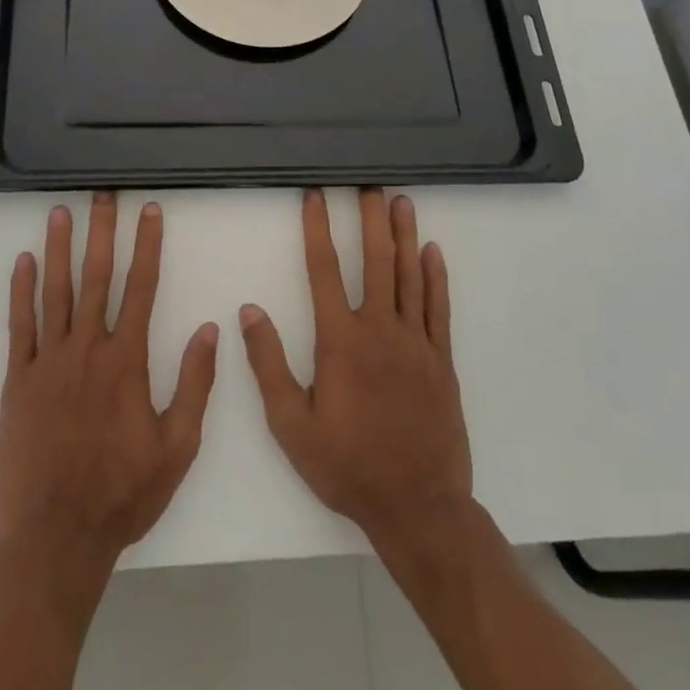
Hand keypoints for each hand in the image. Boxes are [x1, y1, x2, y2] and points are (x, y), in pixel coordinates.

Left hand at [0, 194, 219, 571]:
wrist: (57, 535)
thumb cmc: (124, 493)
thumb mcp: (178, 445)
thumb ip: (194, 383)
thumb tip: (211, 330)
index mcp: (127, 360)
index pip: (141, 287)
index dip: (148, 245)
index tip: (149, 211)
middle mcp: (87, 349)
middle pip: (97, 277)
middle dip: (103, 231)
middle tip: (103, 194)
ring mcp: (48, 361)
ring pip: (56, 291)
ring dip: (60, 248)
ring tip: (61, 212)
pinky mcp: (18, 379)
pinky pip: (20, 325)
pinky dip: (21, 291)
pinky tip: (24, 262)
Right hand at [239, 188, 472, 554]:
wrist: (417, 506)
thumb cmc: (346, 466)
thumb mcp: (290, 424)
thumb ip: (268, 364)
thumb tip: (249, 311)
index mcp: (340, 341)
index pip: (324, 270)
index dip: (317, 229)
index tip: (314, 196)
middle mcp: (380, 330)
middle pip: (375, 260)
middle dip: (369, 218)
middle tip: (368, 184)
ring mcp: (415, 343)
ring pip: (409, 275)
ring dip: (404, 235)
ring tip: (400, 201)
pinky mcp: (441, 360)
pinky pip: (437, 308)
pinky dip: (435, 276)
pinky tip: (432, 251)